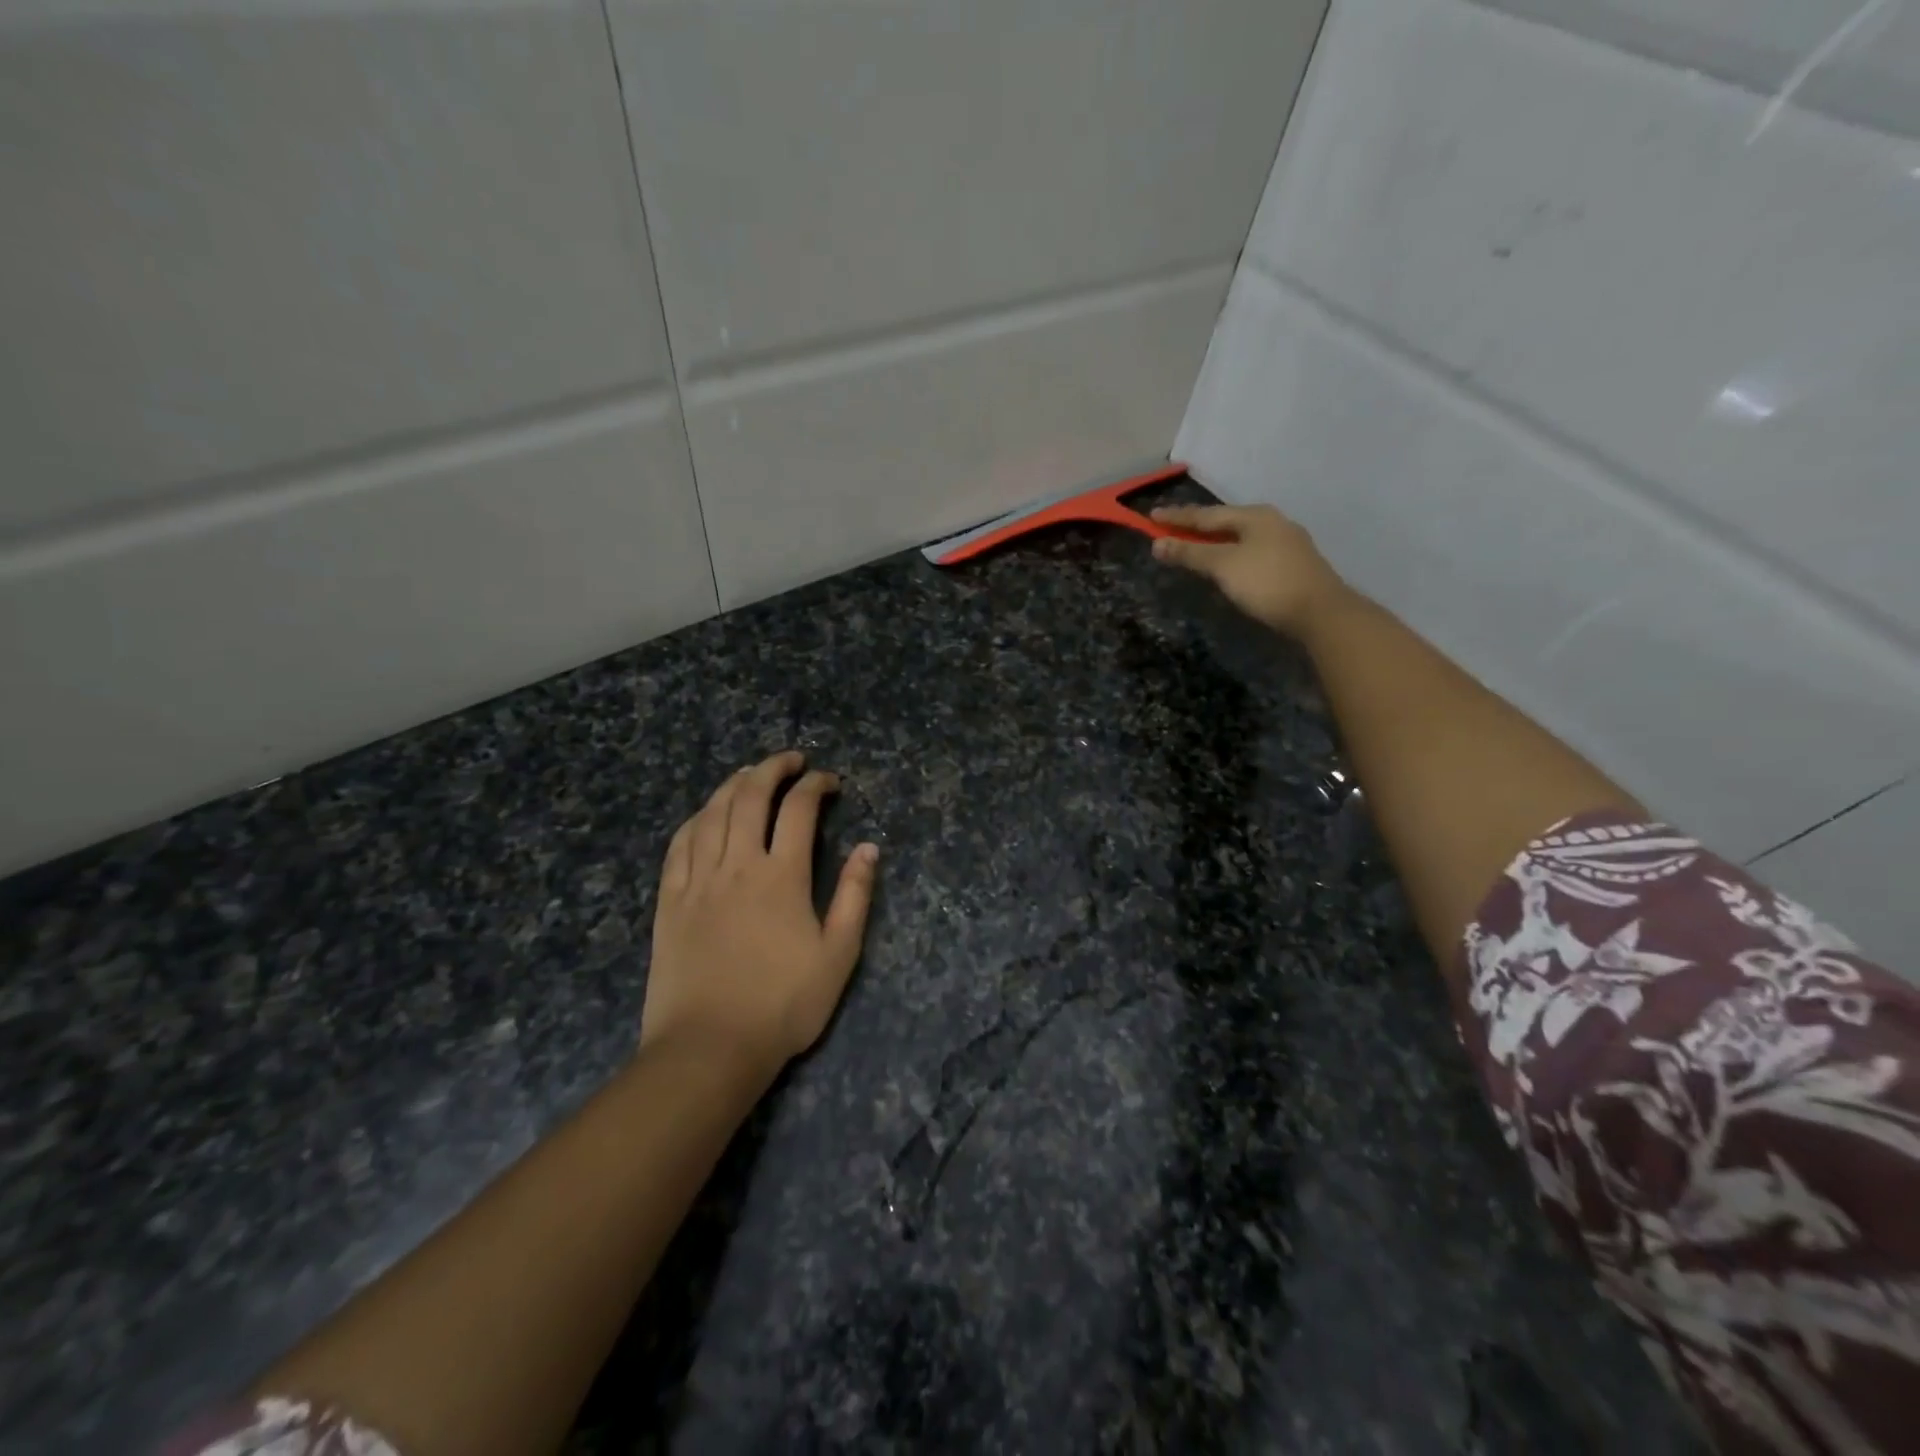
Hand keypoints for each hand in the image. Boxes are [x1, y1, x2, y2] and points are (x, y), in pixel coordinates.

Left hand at [643, 751, 878, 1073]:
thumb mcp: (838, 955)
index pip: (798, 809)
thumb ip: (854, 896)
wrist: (709, 1048)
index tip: (829, 781)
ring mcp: (697, 880)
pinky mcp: (669, 900)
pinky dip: (695, 818)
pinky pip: (678, 844)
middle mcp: (737, 865)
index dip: (815, 785)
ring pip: (711, 812)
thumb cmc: (783, 1005)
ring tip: (750, 774)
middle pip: (750, 796)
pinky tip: (705, 815)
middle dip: (772, 768)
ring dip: (733, 784)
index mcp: (781, 876)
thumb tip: (870, 847)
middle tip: (791, 760)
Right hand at [1149, 503, 1348, 638]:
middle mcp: (1272, 522)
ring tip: (1193, 547)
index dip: (1177, 517)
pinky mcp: (1291, 564)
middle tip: (1171, 530)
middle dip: (1196, 527)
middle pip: (1225, 522)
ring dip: (1214, 541)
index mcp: (1254, 516)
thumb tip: (1157, 544)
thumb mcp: (1223, 566)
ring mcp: (1285, 543)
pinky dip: (1230, 555)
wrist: (1320, 612)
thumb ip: (1190, 553)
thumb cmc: (1267, 582)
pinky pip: (1251, 552)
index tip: (1151, 517)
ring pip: (1240, 537)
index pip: (1206, 514)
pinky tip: (1225, 565)